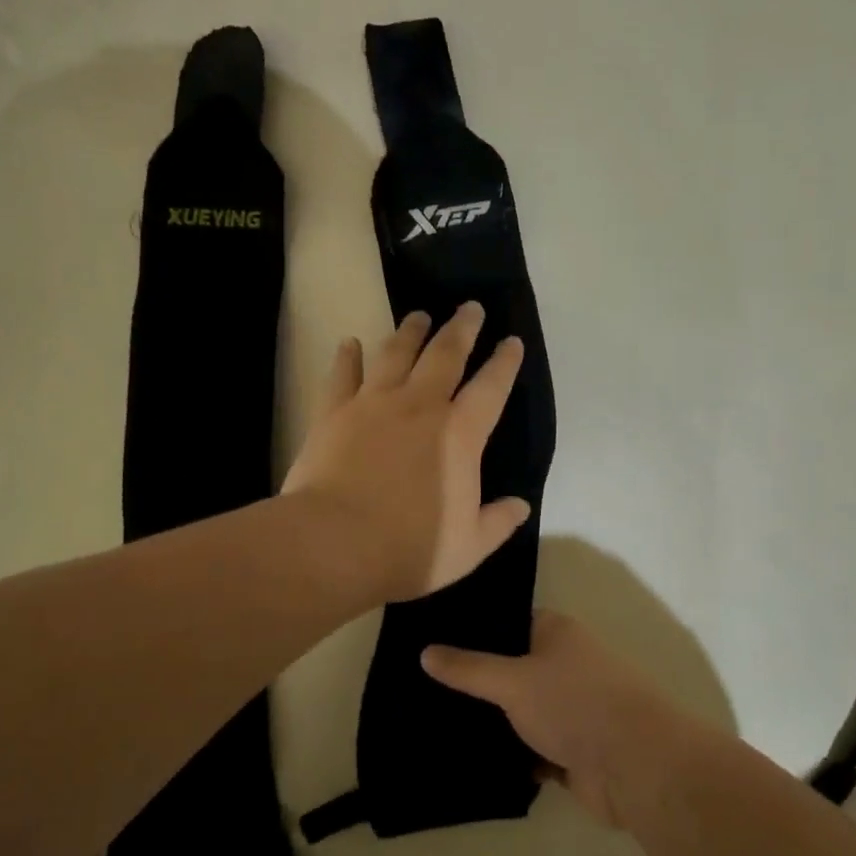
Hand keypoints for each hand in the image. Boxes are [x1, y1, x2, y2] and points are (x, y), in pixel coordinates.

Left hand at [282, 303, 528, 603]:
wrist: (334, 544)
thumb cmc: (410, 548)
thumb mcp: (468, 546)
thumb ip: (498, 522)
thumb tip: (521, 506)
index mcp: (460, 435)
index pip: (491, 388)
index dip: (505, 363)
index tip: (512, 341)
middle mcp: (420, 406)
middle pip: (445, 354)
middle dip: (461, 328)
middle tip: (470, 307)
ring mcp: (373, 404)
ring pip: (396, 354)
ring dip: (410, 331)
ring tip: (418, 315)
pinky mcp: (334, 412)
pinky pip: (343, 374)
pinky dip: (348, 356)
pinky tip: (350, 343)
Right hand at [421, 611, 689, 828]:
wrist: (634, 766)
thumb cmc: (574, 703)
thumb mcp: (513, 680)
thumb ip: (469, 669)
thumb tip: (425, 651)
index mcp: (557, 633)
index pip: (508, 622)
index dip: (474, 630)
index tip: (432, 639)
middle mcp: (565, 664)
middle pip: (512, 668)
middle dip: (476, 680)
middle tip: (423, 685)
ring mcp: (569, 709)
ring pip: (519, 711)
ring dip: (492, 721)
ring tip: (435, 721)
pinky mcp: (570, 750)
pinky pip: (529, 748)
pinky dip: (508, 754)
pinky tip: (467, 757)